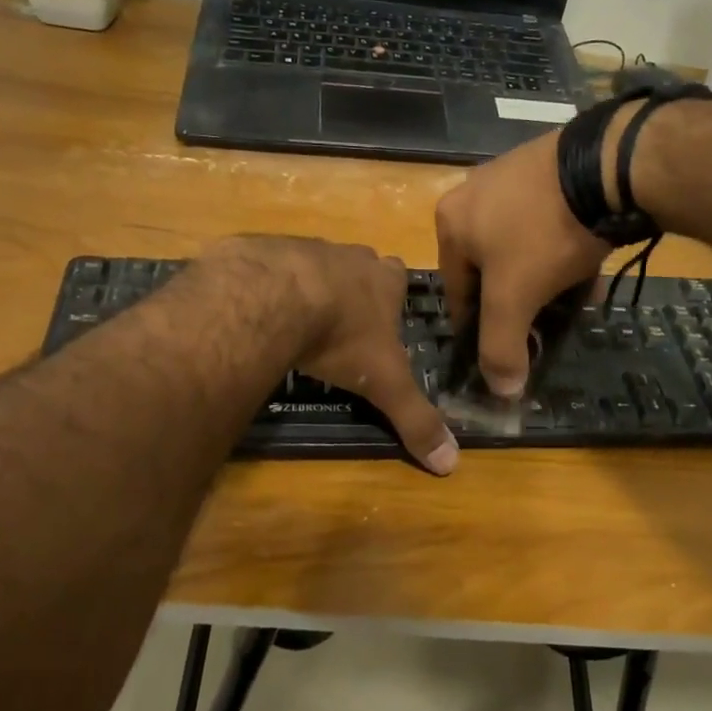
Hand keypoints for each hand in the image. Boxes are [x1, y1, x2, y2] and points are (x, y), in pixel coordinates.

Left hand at [207, 236, 458, 474]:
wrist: (273, 296)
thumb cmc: (341, 335)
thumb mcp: (384, 383)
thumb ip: (416, 419)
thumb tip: (451, 463)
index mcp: (383, 279)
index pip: (399, 277)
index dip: (392, 297)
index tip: (382, 321)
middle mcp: (349, 256)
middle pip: (358, 267)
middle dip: (352, 290)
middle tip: (341, 326)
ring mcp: (305, 247)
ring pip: (314, 264)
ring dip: (309, 288)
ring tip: (296, 322)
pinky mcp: (264, 250)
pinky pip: (270, 267)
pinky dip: (269, 287)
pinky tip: (260, 312)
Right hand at [434, 131, 608, 397]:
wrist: (606, 166)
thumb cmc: (543, 234)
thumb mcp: (515, 298)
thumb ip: (501, 347)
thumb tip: (501, 391)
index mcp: (450, 222)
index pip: (456, 291)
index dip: (478, 328)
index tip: (504, 349)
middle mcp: (472, 194)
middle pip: (490, 269)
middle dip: (517, 302)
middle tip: (542, 324)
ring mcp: (511, 176)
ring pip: (521, 247)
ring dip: (542, 278)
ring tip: (571, 298)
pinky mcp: (548, 168)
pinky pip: (547, 222)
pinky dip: (561, 249)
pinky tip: (586, 265)